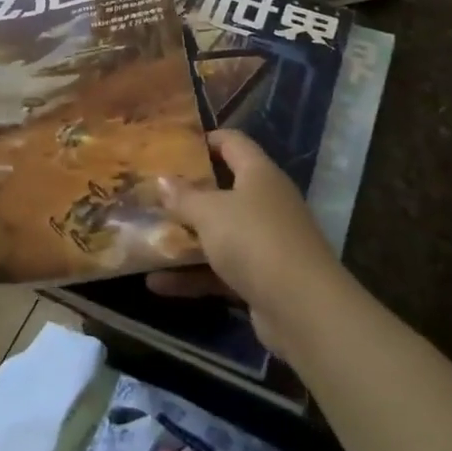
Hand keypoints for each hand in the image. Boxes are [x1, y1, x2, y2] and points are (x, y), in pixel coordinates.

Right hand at [150, 130, 343, 355]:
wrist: (304, 310)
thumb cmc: (254, 240)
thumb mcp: (210, 212)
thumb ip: (184, 196)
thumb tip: (162, 179)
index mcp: (259, 174)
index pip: (233, 142)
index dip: (205, 140)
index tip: (173, 145)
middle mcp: (266, 203)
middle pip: (223, 189)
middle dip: (188, 193)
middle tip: (152, 191)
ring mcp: (266, 242)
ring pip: (220, 233)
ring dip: (186, 239)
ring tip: (147, 237)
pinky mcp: (262, 280)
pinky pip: (221, 270)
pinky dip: (193, 275)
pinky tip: (157, 284)